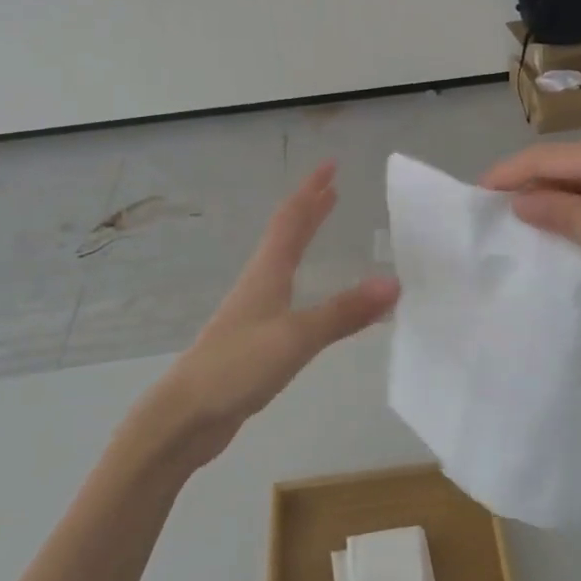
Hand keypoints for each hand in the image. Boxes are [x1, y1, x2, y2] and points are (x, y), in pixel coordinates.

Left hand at [143, 161, 398, 467]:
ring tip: (322, 226)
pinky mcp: (254, 339)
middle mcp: (259, 283)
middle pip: (286, 234)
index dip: (311, 190)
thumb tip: (394, 283)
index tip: (331, 165)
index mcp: (267, 272)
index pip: (292, 218)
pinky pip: (286, 292)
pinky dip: (304, 277)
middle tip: (332, 188)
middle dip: (309, 208)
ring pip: (283, 261)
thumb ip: (344, 312)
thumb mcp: (297, 337)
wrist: (186, 415)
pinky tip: (311, 294)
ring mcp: (253, 311)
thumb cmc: (237, 366)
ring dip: (304, 237)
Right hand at [480, 138, 580, 351]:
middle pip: (562, 163)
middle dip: (525, 182)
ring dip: (550, 195)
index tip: (475, 194)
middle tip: (492, 210)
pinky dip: (576, 206)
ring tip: (520, 219)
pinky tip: (565, 226)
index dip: (508, 173)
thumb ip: (564, 216)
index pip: (546, 157)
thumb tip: (520, 201)